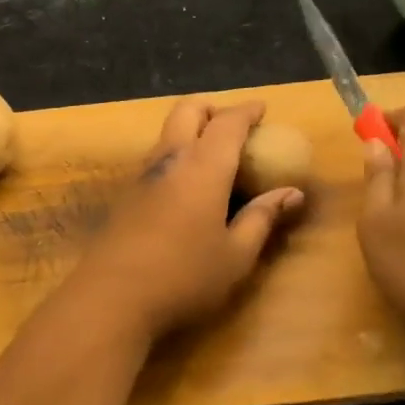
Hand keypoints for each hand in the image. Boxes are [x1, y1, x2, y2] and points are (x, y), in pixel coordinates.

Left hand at [65, 99, 304, 339]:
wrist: (112, 297)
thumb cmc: (185, 277)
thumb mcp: (236, 255)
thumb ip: (263, 218)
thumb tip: (293, 194)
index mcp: (204, 167)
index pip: (228, 122)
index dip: (247, 111)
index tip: (262, 109)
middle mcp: (170, 158)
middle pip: (188, 110)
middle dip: (213, 108)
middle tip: (233, 127)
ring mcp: (142, 174)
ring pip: (167, 131)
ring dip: (190, 129)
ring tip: (212, 155)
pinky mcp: (125, 194)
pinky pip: (155, 157)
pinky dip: (176, 154)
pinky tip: (185, 186)